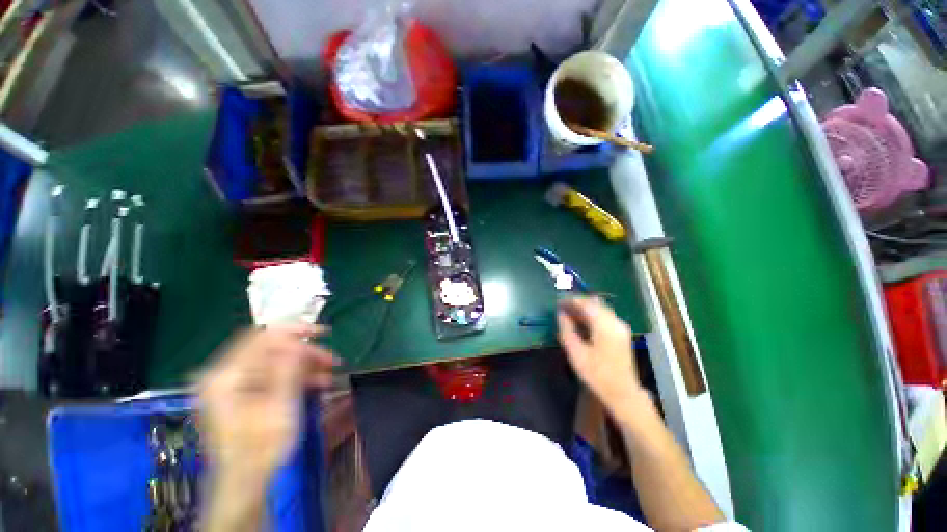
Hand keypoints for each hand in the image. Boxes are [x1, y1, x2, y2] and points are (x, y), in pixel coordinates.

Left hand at [197, 324, 335, 492]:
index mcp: (226, 377)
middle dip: (304, 352)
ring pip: (273, 362)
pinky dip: (293, 376)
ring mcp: (231, 386)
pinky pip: (270, 375)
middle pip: (270, 349)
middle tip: (331, 360)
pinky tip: (315, 382)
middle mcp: (224, 376)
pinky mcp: (240, 394)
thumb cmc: (262, 449)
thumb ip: (287, 370)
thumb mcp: (280, 408)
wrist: (245, 483)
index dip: (294, 330)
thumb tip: (298, 341)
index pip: (261, 337)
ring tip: (328, 372)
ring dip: (302, 364)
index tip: (324, 333)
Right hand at [557, 297, 642, 410]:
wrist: (622, 394)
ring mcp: (621, 327)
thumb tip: (560, 313)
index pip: (585, 303)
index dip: (570, 301)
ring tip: (569, 315)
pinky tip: (582, 323)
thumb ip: (566, 329)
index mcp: (605, 325)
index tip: (557, 303)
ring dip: (584, 309)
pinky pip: (605, 316)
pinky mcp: (622, 333)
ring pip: (600, 309)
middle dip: (577, 304)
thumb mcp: (575, 352)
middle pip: (594, 303)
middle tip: (562, 309)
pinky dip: (592, 316)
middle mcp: (615, 321)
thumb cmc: (596, 374)